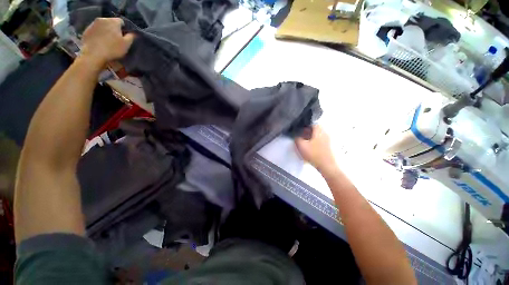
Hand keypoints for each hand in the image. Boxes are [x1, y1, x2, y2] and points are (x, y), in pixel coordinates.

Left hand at [80, 18, 134, 67]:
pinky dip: (98, 35)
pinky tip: (99, 43)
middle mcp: (102, 19)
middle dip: (114, 29)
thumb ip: (131, 37)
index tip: (124, 37)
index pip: (121, 21)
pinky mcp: (86, 30)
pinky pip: (95, 31)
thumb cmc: (112, 49)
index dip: (124, 29)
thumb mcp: (126, 44)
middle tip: (116, 40)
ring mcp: (92, 24)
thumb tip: (134, 33)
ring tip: (107, 42)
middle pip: (111, 23)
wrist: (93, 55)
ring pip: (102, 26)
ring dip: (105, 32)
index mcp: (113, 21)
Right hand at [295, 125, 336, 173]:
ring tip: (304, 142)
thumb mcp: (301, 146)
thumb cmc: (314, 154)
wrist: (327, 166)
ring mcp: (328, 140)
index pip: (313, 123)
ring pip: (318, 135)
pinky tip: (309, 147)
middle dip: (308, 131)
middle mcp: (325, 134)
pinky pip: (320, 140)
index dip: (306, 125)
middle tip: (301, 135)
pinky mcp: (328, 146)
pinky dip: (314, 141)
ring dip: (311, 137)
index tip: (300, 129)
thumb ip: (297, 139)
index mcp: (319, 132)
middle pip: (316, 129)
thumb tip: (296, 136)